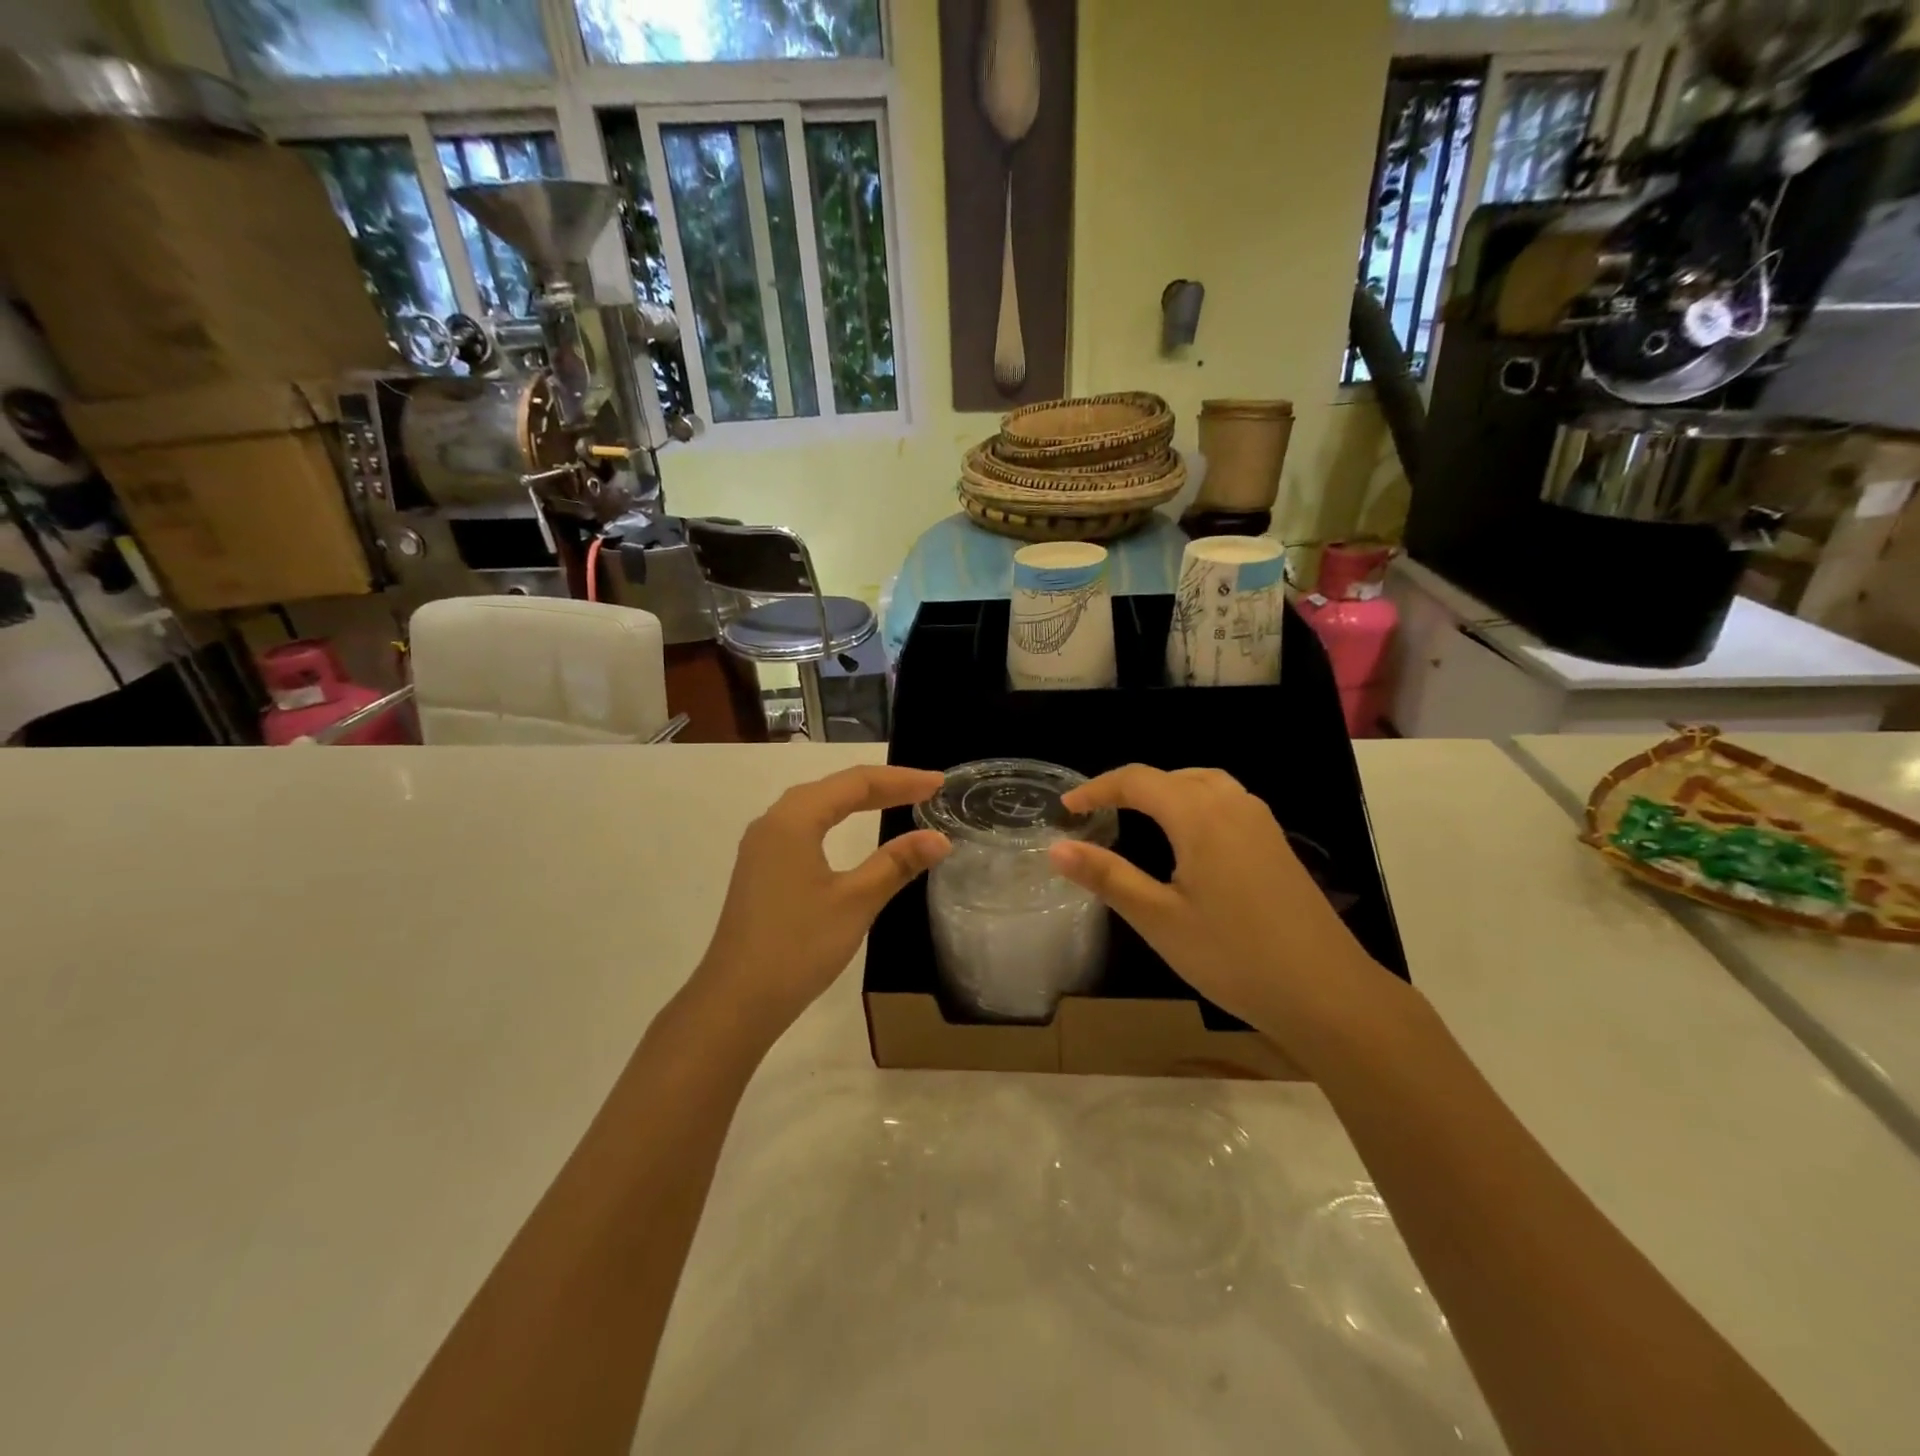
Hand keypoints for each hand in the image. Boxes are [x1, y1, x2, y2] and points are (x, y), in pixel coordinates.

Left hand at [691, 766, 950, 1042]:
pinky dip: (837, 820)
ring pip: (817, 806)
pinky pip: (805, 826)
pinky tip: (850, 831)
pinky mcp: (761, 869)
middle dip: (882, 785)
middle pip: (834, 788)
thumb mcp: (855, 902)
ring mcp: (762, 846)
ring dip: (858, 800)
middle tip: (926, 789)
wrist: (736, 1002)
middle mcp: (773, 822)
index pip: (856, 783)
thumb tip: (939, 838)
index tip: (939, 783)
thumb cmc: (798, 946)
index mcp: (794, 819)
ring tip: (897, 799)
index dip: (900, 780)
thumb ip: (896, 863)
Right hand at [1049, 765, 1403, 1063]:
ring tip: (1137, 817)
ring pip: (1202, 784)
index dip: (1096, 789)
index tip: (1066, 808)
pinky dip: (1193, 804)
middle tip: (1096, 814)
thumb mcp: (1159, 919)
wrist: (1328, 993)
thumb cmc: (1234, 956)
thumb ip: (1107, 877)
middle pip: (1171, 776)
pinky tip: (1188, 841)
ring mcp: (1261, 823)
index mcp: (1199, 815)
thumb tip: (1056, 848)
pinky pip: (1225, 803)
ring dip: (1164, 791)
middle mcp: (1232, 804)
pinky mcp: (1276, 844)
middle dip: (1128, 788)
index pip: (1137, 780)